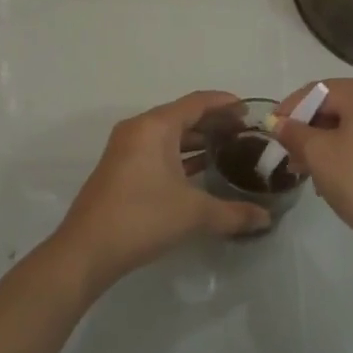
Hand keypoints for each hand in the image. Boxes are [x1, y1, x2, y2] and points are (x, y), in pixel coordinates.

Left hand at [51, 90, 273, 293]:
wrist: (87, 250)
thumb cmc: (142, 218)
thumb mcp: (194, 213)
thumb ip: (233, 213)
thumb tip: (266, 218)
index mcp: (155, 127)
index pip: (196, 103)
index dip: (225, 103)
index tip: (250, 110)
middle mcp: (138, 130)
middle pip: (182, 116)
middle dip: (214, 123)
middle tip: (245, 133)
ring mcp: (126, 150)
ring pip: (169, 135)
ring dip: (197, 140)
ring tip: (229, 150)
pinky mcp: (121, 170)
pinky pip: (158, 151)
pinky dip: (181, 155)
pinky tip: (201, 170)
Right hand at [273, 77, 352, 269]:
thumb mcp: (318, 155)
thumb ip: (294, 133)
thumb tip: (278, 123)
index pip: (318, 90)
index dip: (290, 109)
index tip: (269, 131)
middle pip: (336, 105)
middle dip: (307, 129)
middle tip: (287, 155)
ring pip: (350, 125)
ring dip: (324, 143)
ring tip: (305, 171)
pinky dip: (345, 151)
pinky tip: (331, 177)